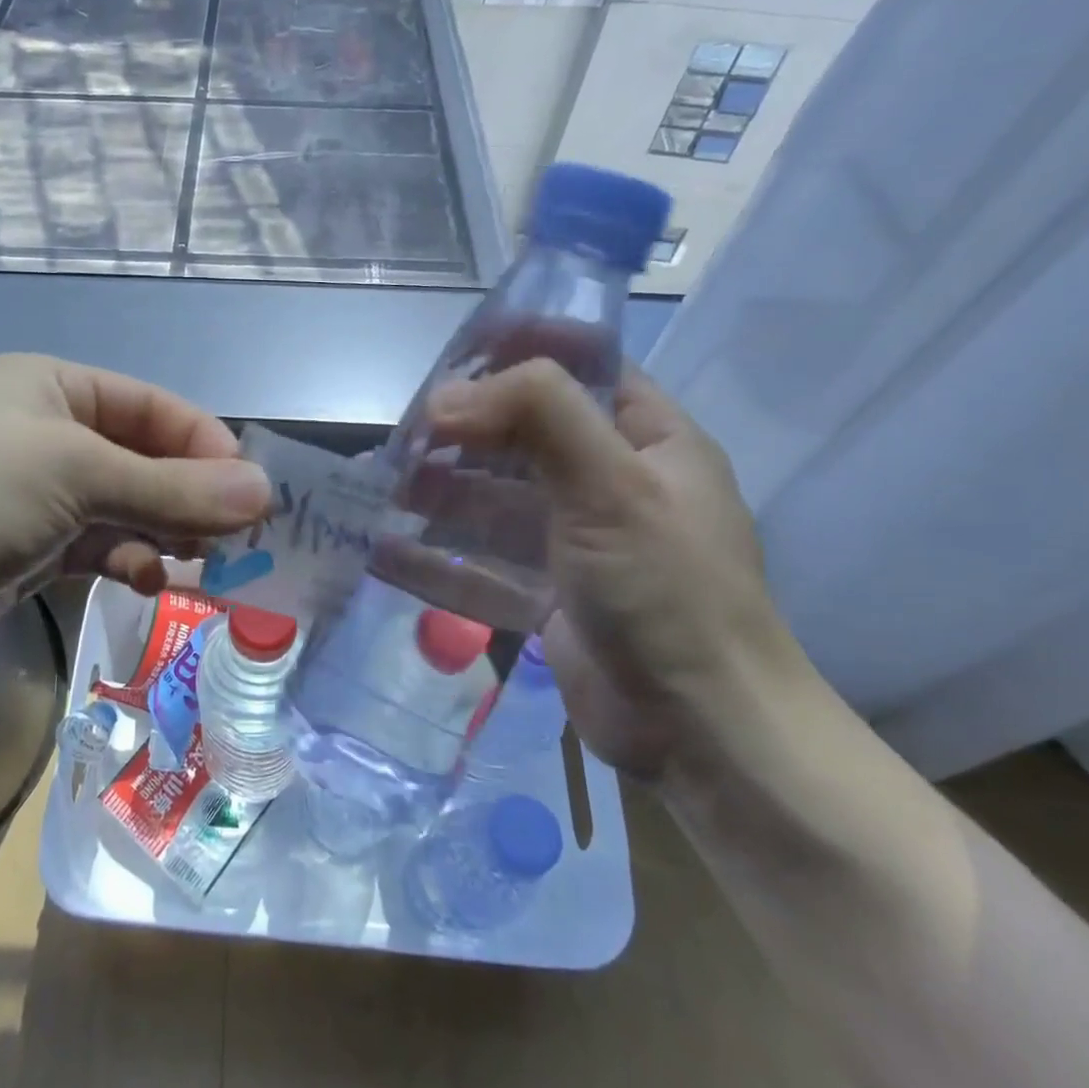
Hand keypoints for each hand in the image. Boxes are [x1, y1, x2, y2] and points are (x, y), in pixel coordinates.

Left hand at [0, 354, 271, 681]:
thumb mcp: (73, 477)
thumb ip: (172, 488)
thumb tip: (264, 492)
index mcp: (49, 386)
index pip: (152, 408)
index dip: (206, 446)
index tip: (252, 494)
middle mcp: (42, 431)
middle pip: (141, 458)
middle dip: (189, 496)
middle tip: (238, 540)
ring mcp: (30, 494)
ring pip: (122, 507)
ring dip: (162, 532)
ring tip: (199, 566)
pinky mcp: (21, 549)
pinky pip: (95, 546)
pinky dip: (127, 560)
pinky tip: (148, 580)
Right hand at [426, 362, 793, 780]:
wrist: (702, 733)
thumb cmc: (668, 591)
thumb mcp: (613, 485)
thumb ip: (539, 415)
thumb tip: (444, 397)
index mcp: (647, 440)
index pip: (580, 369)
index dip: (520, 354)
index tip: (454, 358)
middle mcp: (610, 482)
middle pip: (523, 436)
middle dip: (463, 433)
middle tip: (404, 437)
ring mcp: (576, 541)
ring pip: (495, 500)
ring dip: (442, 493)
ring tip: (385, 490)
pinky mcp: (547, 593)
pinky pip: (484, 561)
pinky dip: (439, 556)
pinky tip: (385, 552)